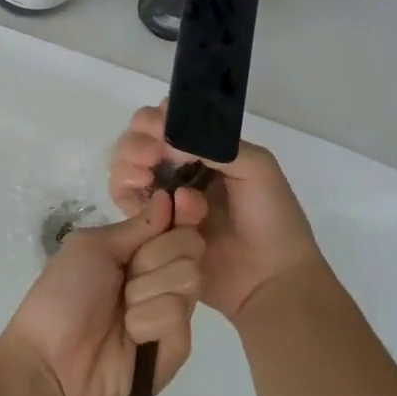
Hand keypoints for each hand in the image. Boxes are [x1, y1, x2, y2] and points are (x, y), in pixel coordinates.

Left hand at [1, 189, 203, 395]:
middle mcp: (159, 278)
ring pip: (189, 278)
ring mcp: (170, 314)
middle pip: (190, 247)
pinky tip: (130, 335)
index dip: (185, 212)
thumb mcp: (91, 247)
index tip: (183, 199)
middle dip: (156, 254)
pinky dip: (148, 320)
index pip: (178, 225)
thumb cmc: (63, 295)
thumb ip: (136, 226)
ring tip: (122, 311)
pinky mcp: (176, 348)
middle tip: (127, 273)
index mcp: (138, 252)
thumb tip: (166, 197)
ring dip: (147, 289)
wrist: (51, 362)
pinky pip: (178, 316)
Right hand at [110, 104, 323, 322]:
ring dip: (128, 162)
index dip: (156, 117)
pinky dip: (126, 190)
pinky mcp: (151, 226)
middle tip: (152, 153)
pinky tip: (144, 193)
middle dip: (138, 140)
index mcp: (203, 149)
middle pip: (138, 139)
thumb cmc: (272, 218)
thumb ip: (214, 144)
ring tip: (146, 175)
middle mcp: (177, 168)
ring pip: (125, 166)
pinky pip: (124, 200)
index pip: (167, 120)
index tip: (160, 126)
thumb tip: (167, 143)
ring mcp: (162, 197)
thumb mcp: (256, 166)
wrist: (270, 278)